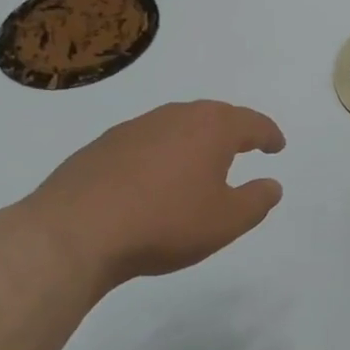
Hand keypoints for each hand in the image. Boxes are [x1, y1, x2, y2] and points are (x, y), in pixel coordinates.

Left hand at [17, 100, 285, 289]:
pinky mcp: (102, 145)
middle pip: (215, 115)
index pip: (253, 124)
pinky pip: (146, 141)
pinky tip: (153, 178)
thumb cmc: (164, 223)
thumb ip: (257, 201)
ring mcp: (136, 127)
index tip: (277, 146)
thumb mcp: (226, 222)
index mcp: (213, 128)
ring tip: (199, 162)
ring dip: (194, 139)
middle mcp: (177, 116)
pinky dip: (160, 152)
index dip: (269, 135)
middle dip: (233, 130)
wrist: (72, 233)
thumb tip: (272, 184)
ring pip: (177, 125)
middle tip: (244, 146)